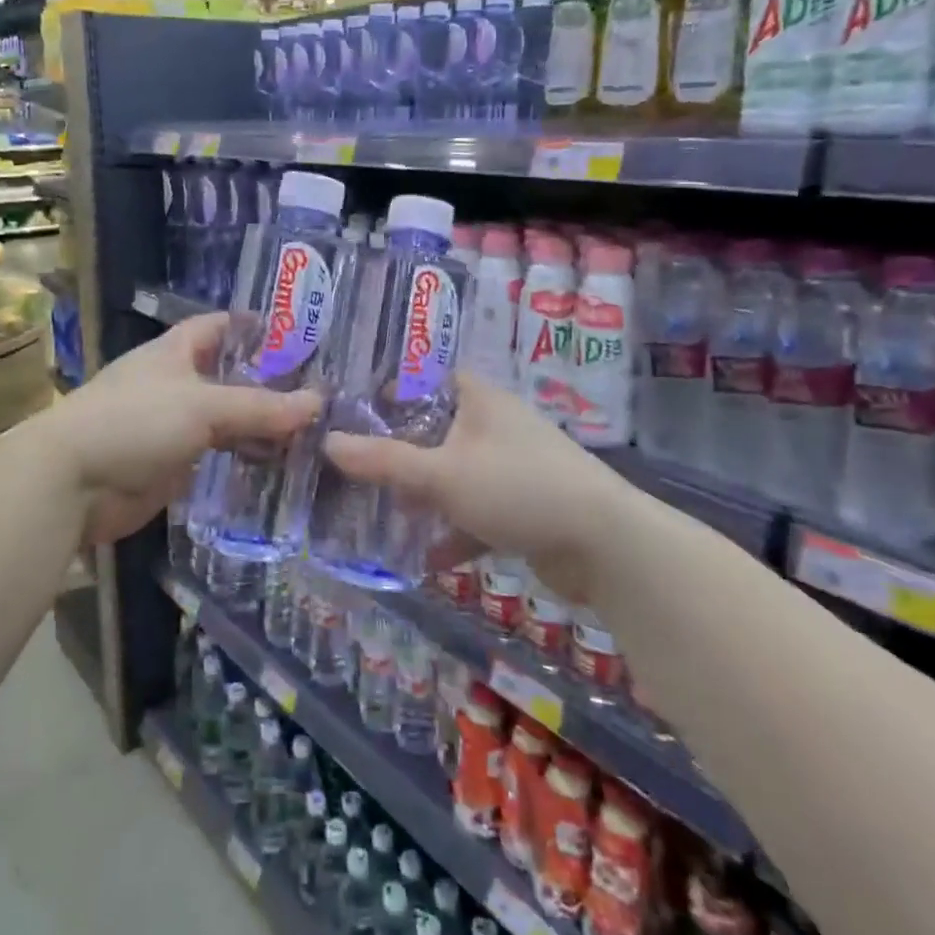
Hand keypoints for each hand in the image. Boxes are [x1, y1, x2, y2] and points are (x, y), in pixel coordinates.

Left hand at [40, 313, 319, 544]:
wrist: (71, 483)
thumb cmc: (134, 422)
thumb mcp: (202, 406)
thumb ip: (260, 407)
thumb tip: (318, 403)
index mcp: (175, 352)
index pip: (219, 326)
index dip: (255, 326)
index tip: (300, 335)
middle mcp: (176, 383)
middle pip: (229, 375)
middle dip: (269, 382)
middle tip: (322, 390)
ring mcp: (173, 426)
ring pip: (227, 419)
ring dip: (261, 425)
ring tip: (313, 430)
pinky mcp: (174, 465)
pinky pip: (219, 457)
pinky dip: (246, 458)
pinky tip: (281, 465)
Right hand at [322, 373, 617, 590]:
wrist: (606, 546)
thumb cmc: (518, 487)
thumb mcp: (442, 474)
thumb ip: (384, 461)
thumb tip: (328, 441)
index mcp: (478, 399)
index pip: (426, 376)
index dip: (388, 386)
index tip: (348, 404)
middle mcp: (494, 425)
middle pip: (434, 429)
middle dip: (396, 450)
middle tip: (350, 462)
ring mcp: (511, 467)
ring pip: (453, 474)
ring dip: (422, 495)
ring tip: (376, 510)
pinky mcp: (523, 508)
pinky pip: (475, 513)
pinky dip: (452, 532)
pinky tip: (423, 558)